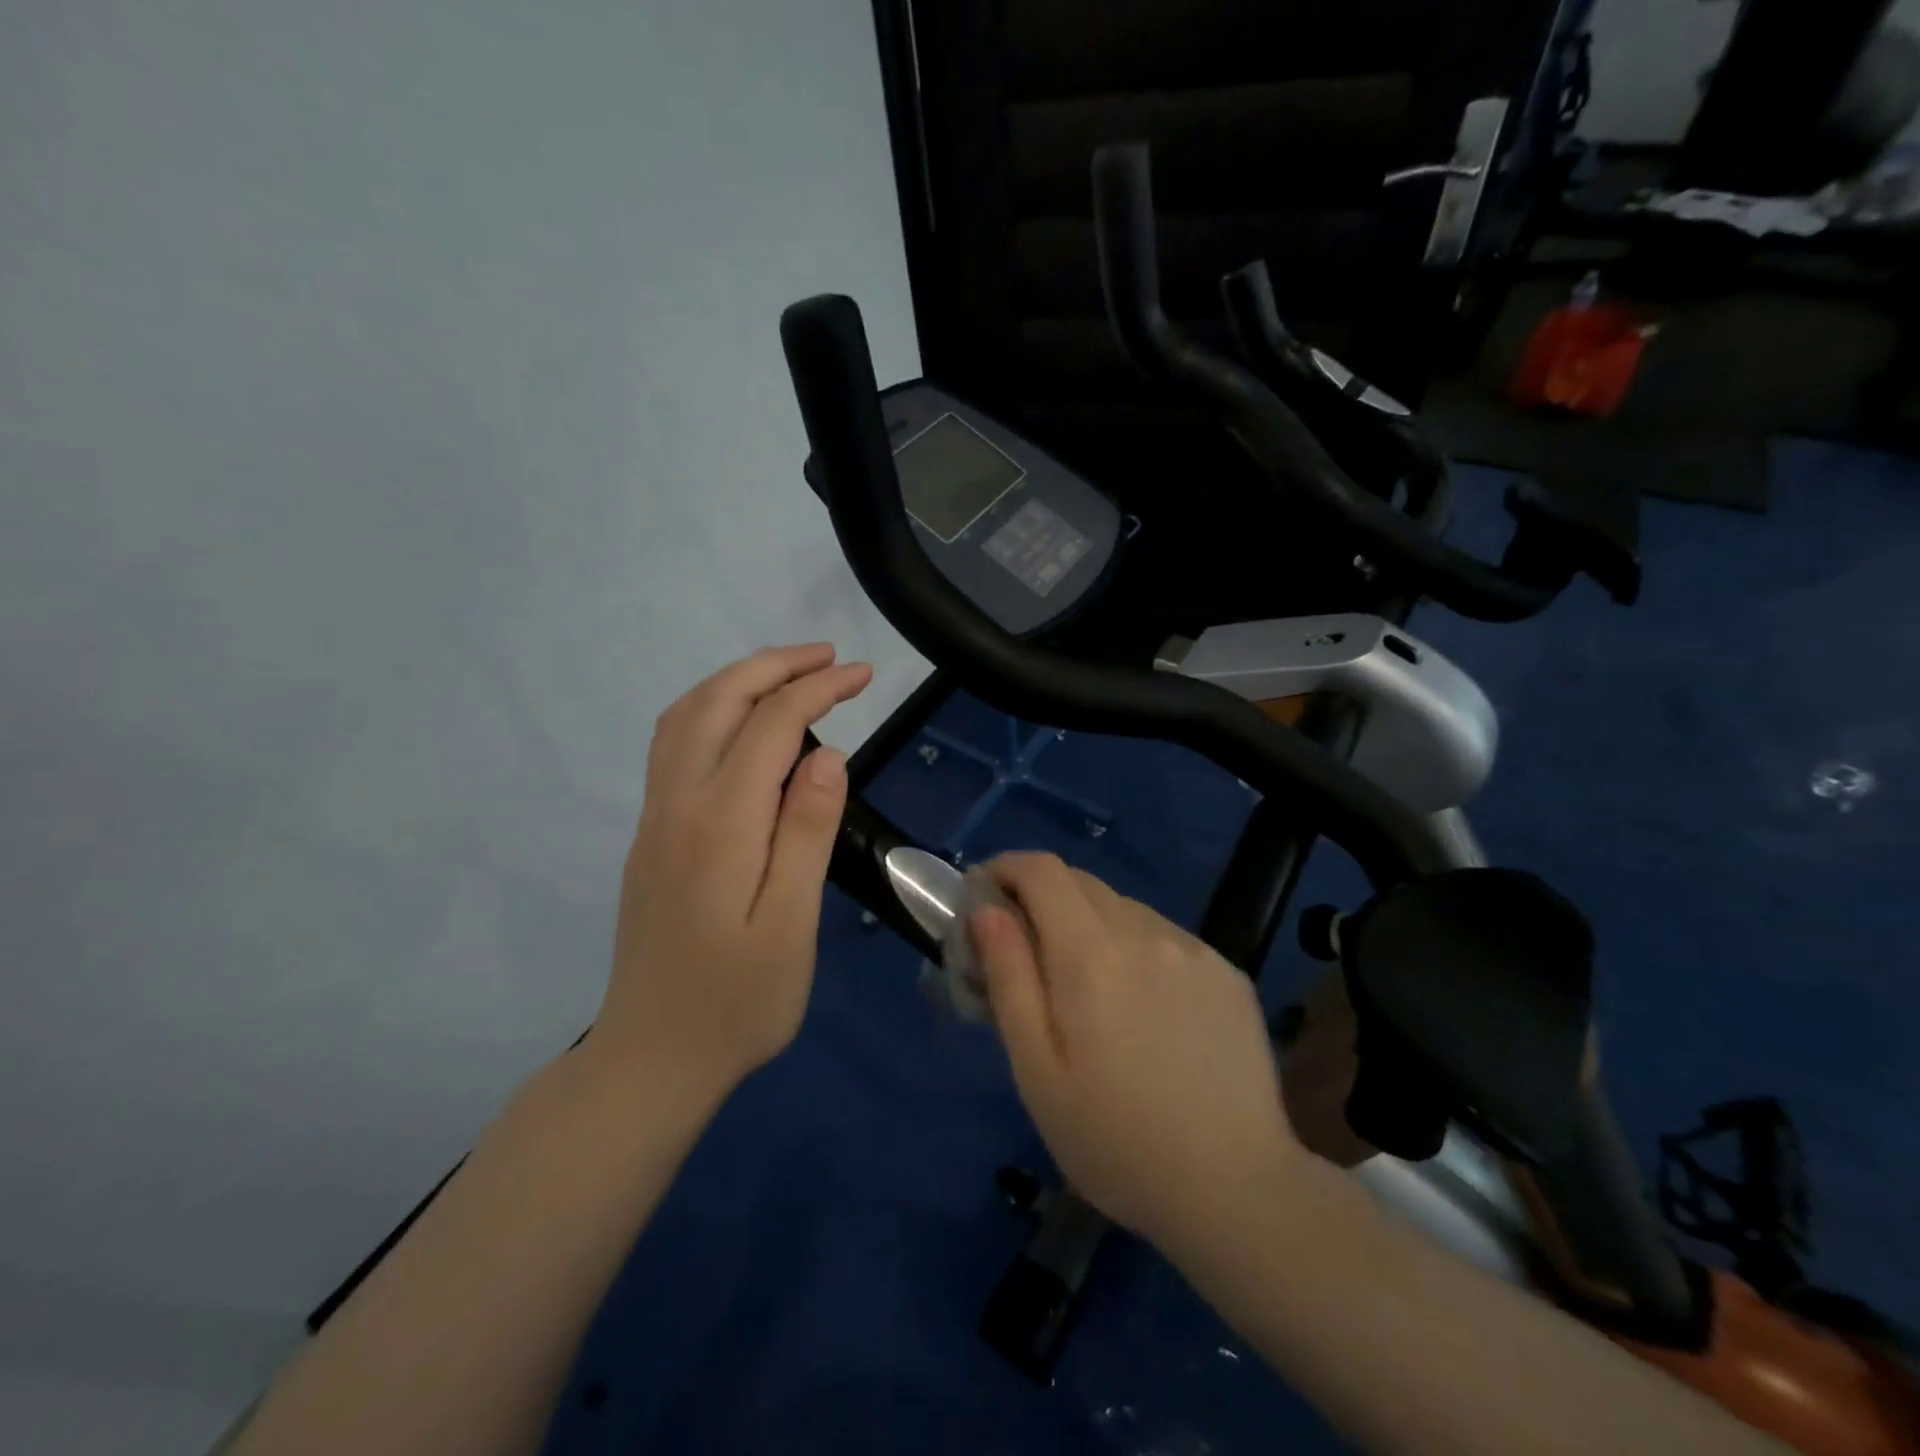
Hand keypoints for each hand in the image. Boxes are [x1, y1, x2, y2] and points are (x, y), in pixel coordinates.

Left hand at [598, 643, 872, 1101]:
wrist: (652, 1059)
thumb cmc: (738, 1002)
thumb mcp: (791, 926)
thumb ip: (807, 834)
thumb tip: (828, 755)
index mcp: (720, 824)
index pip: (771, 725)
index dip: (818, 689)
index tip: (862, 675)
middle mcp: (677, 805)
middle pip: (717, 702)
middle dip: (774, 666)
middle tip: (828, 657)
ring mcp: (655, 819)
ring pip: (685, 717)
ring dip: (737, 681)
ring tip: (788, 674)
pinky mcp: (650, 836)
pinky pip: (673, 745)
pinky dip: (710, 709)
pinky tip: (739, 724)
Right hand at [971, 853, 1302, 1250]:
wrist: (1237, 1190)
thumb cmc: (1116, 1141)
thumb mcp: (1037, 1071)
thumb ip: (1009, 978)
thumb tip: (986, 911)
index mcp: (1092, 953)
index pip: (1042, 870)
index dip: (1006, 868)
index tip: (983, 896)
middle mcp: (1145, 931)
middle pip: (1080, 882)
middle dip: (1040, 898)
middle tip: (1024, 952)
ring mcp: (1193, 948)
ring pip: (1122, 908)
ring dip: (1088, 925)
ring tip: (1085, 988)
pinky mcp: (1226, 970)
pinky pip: (1163, 936)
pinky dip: (1134, 947)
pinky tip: (1142, 1007)